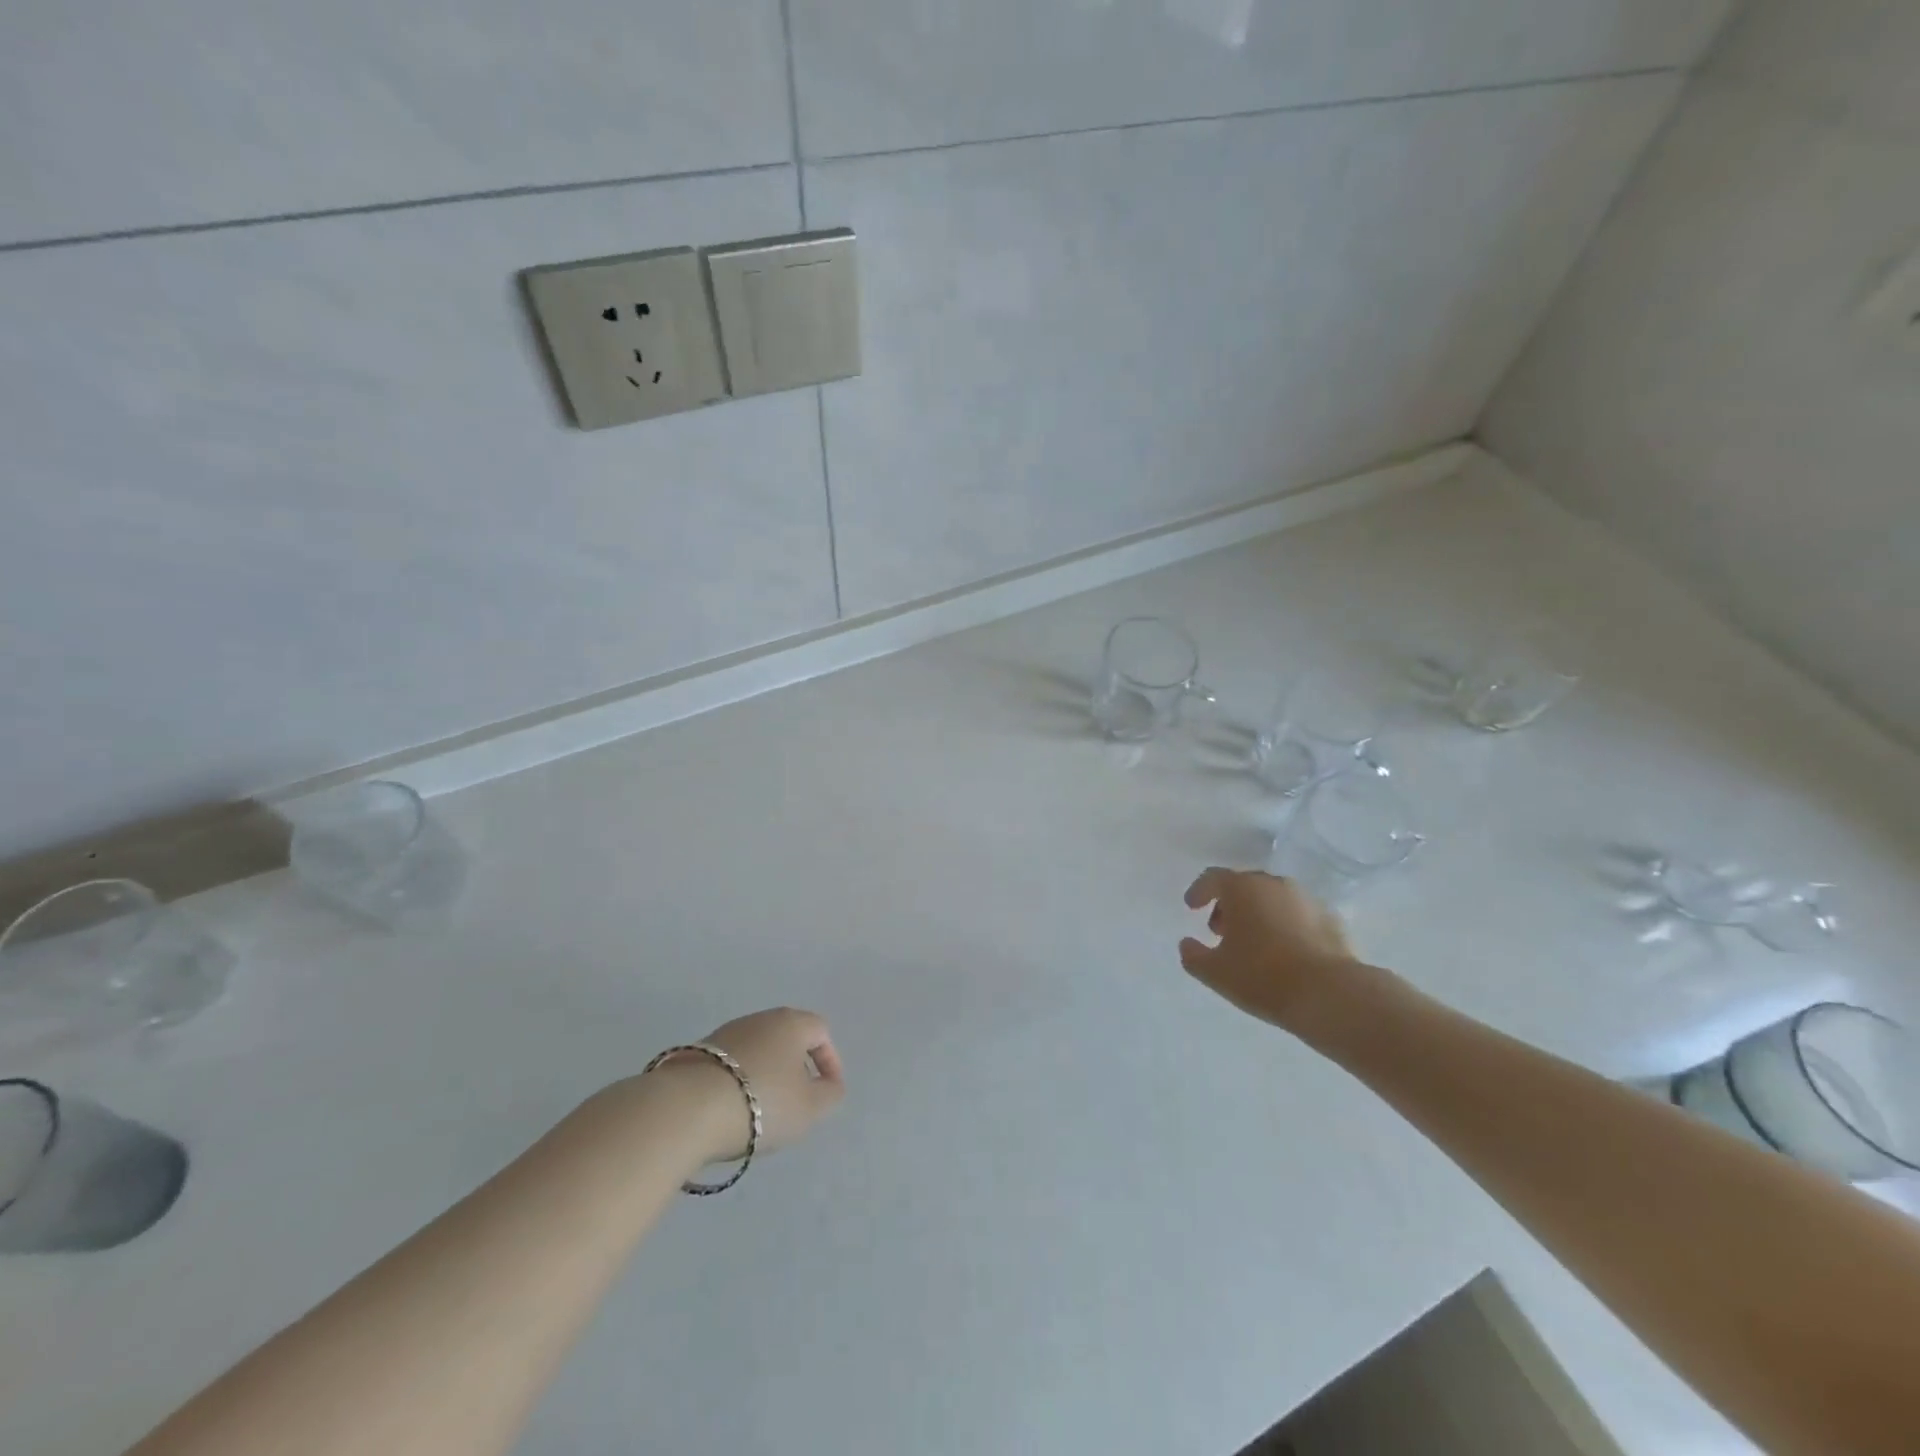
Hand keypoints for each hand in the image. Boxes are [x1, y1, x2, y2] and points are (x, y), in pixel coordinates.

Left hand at [649, 1007, 846, 1164]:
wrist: (687, 1109)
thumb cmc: (762, 1102)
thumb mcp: (810, 1108)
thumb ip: (830, 1094)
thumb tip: (829, 1084)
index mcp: (791, 1023)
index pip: (821, 1031)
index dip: (830, 1060)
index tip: (827, 1091)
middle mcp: (760, 1018)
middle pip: (787, 1038)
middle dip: (796, 1068)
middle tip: (796, 1101)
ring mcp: (725, 1033)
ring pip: (757, 1050)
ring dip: (765, 1075)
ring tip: (761, 1111)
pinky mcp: (697, 1053)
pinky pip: (730, 1064)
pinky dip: (738, 1082)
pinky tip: (732, 1110)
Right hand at [1179, 868, 1359, 1031]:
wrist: (1330, 994)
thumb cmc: (1262, 976)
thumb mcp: (1215, 972)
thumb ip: (1193, 955)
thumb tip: (1187, 944)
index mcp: (1242, 888)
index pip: (1212, 878)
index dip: (1199, 891)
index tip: (1192, 907)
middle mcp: (1274, 883)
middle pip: (1244, 885)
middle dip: (1229, 904)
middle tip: (1222, 930)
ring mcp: (1306, 899)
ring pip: (1273, 898)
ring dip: (1258, 913)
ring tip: (1254, 943)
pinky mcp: (1332, 918)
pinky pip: (1298, 914)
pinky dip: (1285, 925)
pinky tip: (1285, 952)